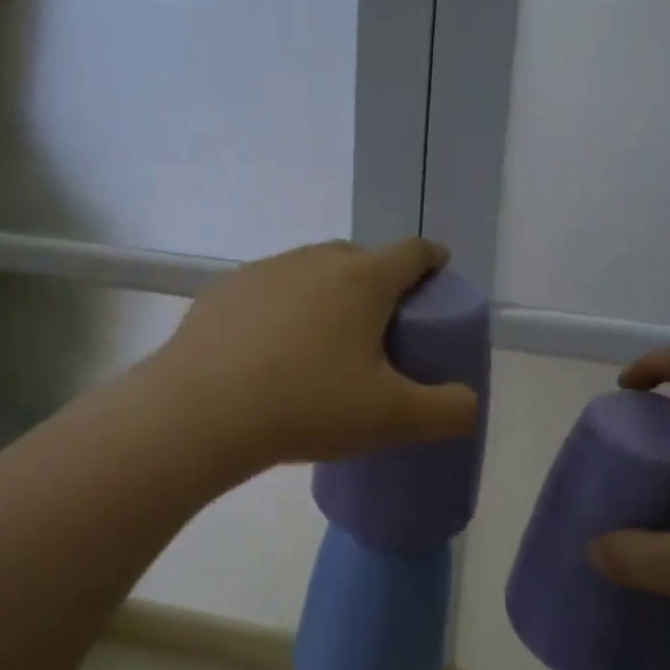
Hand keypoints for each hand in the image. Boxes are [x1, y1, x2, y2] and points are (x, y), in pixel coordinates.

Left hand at [147, 239, 479, 470]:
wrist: (201, 412)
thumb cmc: (308, 405)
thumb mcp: (392, 418)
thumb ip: (447, 411)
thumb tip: (469, 403)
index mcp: (363, 280)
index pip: (413, 252)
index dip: (432, 260)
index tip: (438, 274)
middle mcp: (315, 260)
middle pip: (362, 258)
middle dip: (379, 281)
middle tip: (381, 325)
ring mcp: (265, 270)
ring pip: (312, 271)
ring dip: (328, 293)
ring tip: (324, 340)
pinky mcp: (224, 290)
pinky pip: (269, 290)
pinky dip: (283, 308)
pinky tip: (271, 350)